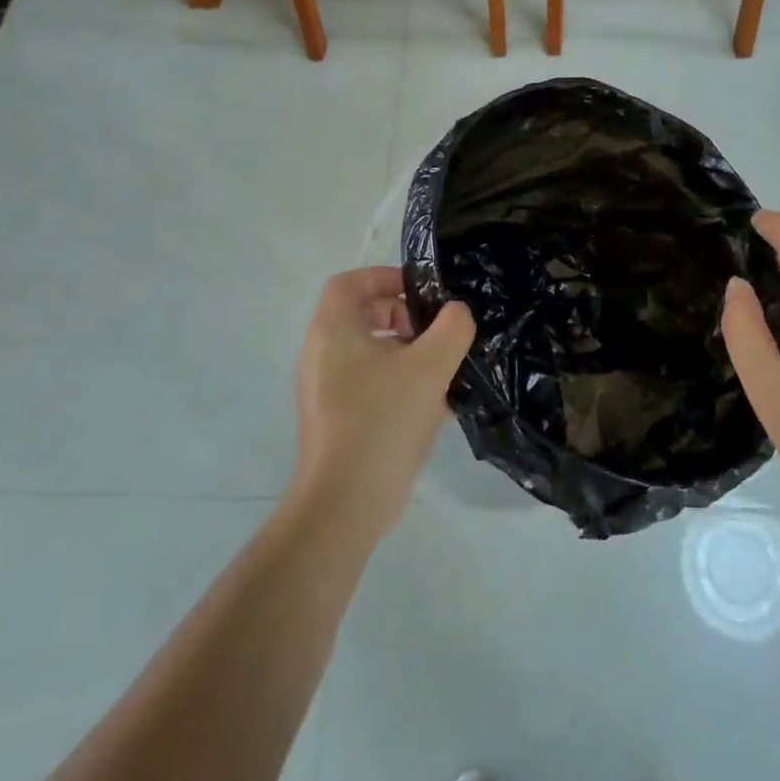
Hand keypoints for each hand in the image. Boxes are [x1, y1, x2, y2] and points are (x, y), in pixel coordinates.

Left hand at [290, 267, 473, 536]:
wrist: (345, 504)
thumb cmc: (382, 421)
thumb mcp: (429, 367)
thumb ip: (452, 328)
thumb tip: (456, 313)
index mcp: (333, 331)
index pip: (350, 282)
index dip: (386, 276)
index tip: (422, 291)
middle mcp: (322, 355)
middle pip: (362, 315)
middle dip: (403, 316)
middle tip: (436, 331)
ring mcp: (327, 390)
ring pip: (370, 353)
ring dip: (407, 352)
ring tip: (443, 368)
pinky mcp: (338, 420)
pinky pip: (370, 384)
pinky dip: (399, 382)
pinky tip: (435, 404)